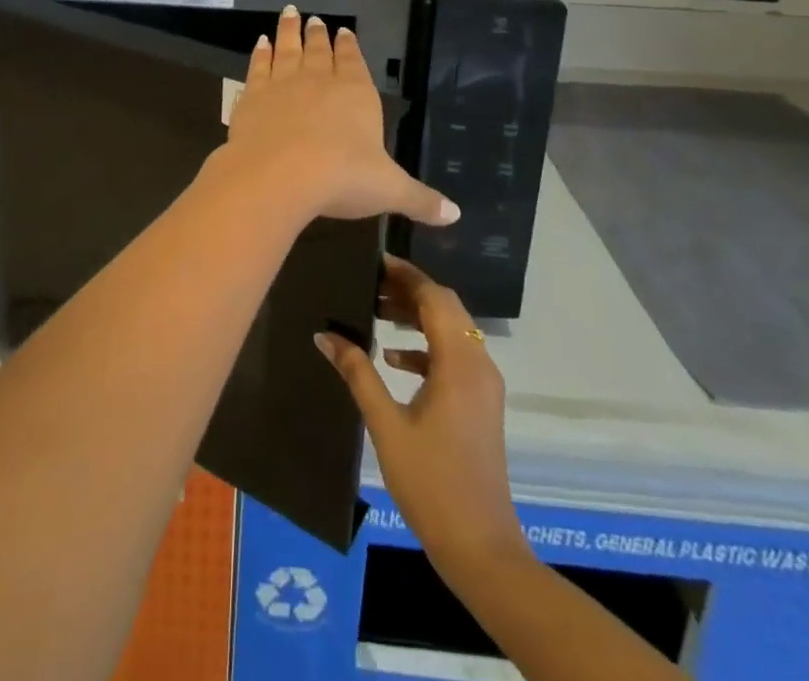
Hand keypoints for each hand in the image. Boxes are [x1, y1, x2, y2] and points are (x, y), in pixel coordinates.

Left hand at [213, 6, 457, 229]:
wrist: (278, 174)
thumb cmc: (342, 177)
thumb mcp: (389, 190)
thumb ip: (420, 199)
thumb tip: (455, 214)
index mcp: (356, 94)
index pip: (354, 61)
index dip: (349, 46)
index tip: (344, 30)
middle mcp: (320, 80)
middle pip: (320, 50)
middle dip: (319, 34)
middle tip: (314, 18)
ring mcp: (283, 84)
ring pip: (288, 49)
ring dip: (289, 32)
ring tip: (289, 13)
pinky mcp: (253, 95)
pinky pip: (259, 66)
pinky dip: (260, 53)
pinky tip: (261, 43)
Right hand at [316, 256, 525, 573]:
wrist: (481, 548)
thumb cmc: (431, 483)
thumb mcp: (386, 425)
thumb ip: (358, 373)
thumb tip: (325, 334)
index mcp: (459, 362)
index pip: (435, 298)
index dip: (406, 275)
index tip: (374, 261)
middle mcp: (479, 363)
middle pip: (446, 308)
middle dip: (410, 291)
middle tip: (370, 283)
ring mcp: (484, 384)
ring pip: (452, 329)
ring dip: (418, 316)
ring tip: (376, 310)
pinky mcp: (481, 402)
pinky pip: (455, 355)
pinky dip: (427, 346)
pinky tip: (394, 356)